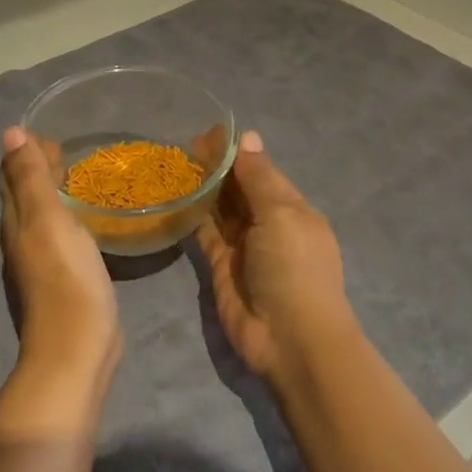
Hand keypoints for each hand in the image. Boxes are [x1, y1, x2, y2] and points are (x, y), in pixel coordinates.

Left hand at [0, 128, 120, 387]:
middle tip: (66, 149)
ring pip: (41, 217)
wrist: (76, 345)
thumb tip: (10, 133)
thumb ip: (30, 177)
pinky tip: (86, 221)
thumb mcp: (47, 218)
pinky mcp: (62, 279)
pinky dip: (67, 218)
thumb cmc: (65, 276)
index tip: (50, 133)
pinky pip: (60, 237)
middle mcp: (21, 239)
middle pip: (24, 196)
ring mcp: (40, 262)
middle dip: (38, 170)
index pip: (12, 176)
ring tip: (76, 177)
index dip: (25, 152)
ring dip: (53, 194)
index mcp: (16, 221)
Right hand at [198, 131, 356, 384]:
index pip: (261, 171)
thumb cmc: (294, 269)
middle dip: (217, 167)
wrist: (290, 339)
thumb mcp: (281, 214)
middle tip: (186, 145)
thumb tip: (248, 137)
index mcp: (291, 208)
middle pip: (239, 188)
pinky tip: (176, 195)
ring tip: (177, 163)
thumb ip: (258, 177)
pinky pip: (205, 233)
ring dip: (204, 187)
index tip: (209, 132)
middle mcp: (267, 224)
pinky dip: (193, 214)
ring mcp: (243, 247)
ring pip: (220, 209)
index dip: (237, 152)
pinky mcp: (220, 266)